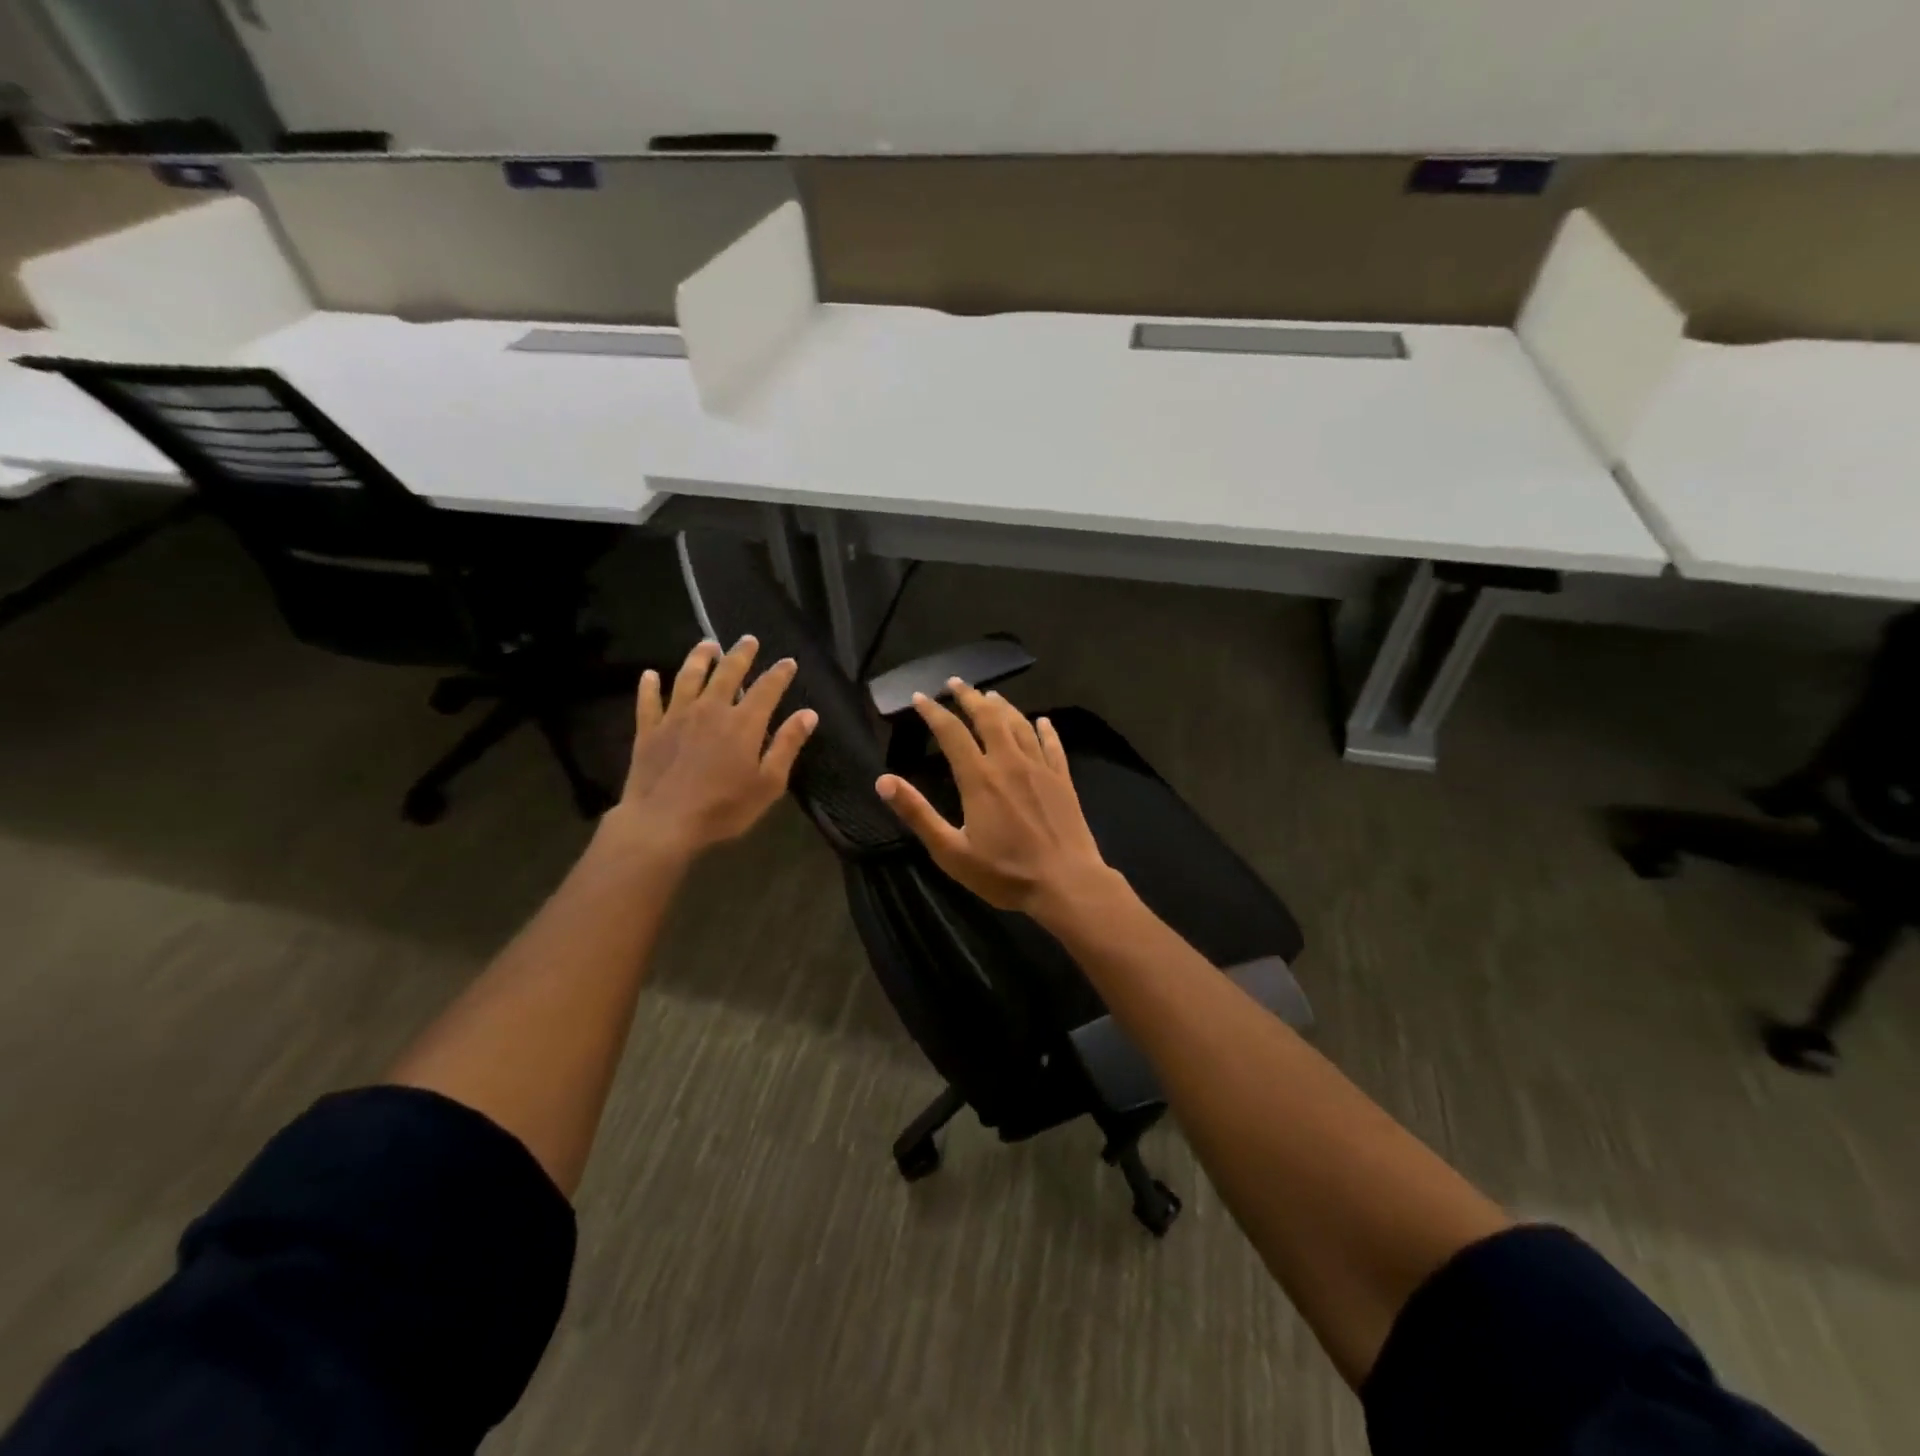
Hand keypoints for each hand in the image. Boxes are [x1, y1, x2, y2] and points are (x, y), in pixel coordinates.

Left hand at [601, 637, 816, 862]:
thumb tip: (808, 713)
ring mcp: (676, 717)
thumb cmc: (723, 808)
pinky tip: (650, 675)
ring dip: (699, 658)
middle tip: (748, 639)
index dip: (780, 673)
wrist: (662, 823)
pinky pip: (649, 701)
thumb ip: (787, 745)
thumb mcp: (768, 783)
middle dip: (741, 655)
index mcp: (743, 723)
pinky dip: (650, 686)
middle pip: (727, 673)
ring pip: (689, 677)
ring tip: (707, 645)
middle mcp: (710, 709)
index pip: (767, 689)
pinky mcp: (649, 730)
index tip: (789, 661)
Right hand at [875, 680, 1118, 919]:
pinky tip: (1042, 721)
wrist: (1066, 883)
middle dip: (969, 697)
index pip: (951, 732)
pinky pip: (1052, 745)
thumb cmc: (1005, 873)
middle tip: (955, 682)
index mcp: (979, 778)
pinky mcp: (1063, 779)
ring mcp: (1040, 768)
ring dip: (1002, 706)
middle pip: (988, 717)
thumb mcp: (951, 851)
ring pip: (1019, 725)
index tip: (920, 697)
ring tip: (990, 695)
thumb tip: (883, 780)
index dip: (933, 712)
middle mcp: (1009, 762)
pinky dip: (1045, 729)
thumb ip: (918, 813)